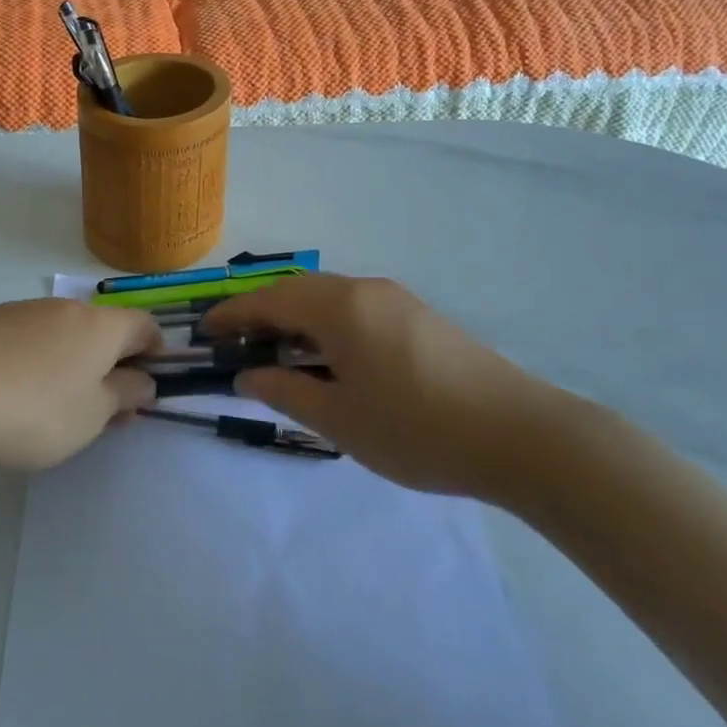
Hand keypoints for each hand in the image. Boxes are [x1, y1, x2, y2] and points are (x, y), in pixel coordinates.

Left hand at [0, 299, 160, 471]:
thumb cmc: (34, 408)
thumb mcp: (92, 415)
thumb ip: (124, 394)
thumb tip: (143, 380)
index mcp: (99, 325)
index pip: (143, 324)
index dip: (155, 351)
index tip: (150, 384)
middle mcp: (63, 308)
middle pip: (101, 331)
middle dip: (111, 366)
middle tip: (105, 411)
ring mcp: (19, 312)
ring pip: (61, 336)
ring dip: (71, 366)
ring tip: (56, 411)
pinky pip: (24, 341)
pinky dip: (33, 364)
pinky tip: (12, 396)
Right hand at [203, 274, 576, 500]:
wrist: (521, 435)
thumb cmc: (417, 429)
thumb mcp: (340, 420)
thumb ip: (286, 391)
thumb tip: (247, 374)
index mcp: (339, 308)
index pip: (269, 300)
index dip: (232, 314)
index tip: (204, 333)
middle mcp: (365, 290)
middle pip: (297, 291)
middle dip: (261, 314)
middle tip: (236, 345)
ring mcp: (397, 300)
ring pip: (329, 298)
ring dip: (296, 319)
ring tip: (278, 354)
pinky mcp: (420, 317)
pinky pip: (356, 309)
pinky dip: (327, 325)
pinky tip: (330, 359)